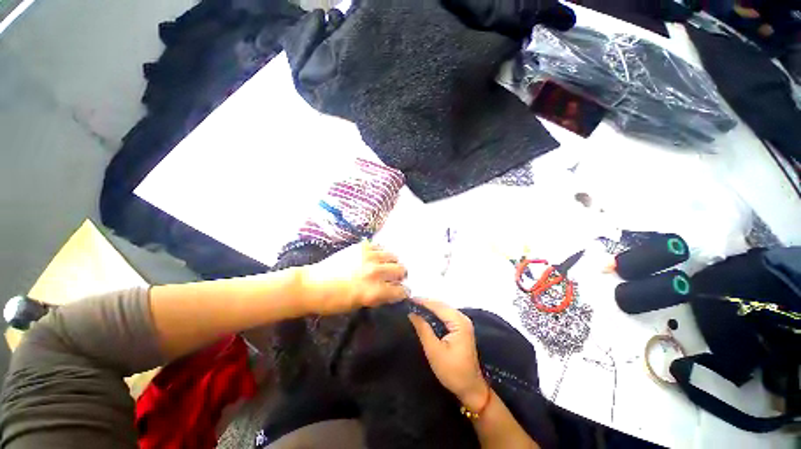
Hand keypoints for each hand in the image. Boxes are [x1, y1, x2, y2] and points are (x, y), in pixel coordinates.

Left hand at [302, 241, 407, 314]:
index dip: (403, 292)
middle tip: (395, 277)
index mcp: (374, 291)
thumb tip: (392, 292)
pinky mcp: (361, 246)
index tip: (401, 292)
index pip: (400, 290)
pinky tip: (376, 257)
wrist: (312, 285)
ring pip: (393, 256)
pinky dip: (381, 252)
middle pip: (400, 269)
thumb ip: (378, 298)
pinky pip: (380, 246)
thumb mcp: (359, 305)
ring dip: (393, 262)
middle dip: (400, 275)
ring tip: (387, 265)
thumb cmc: (334, 302)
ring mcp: (369, 256)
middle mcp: (375, 272)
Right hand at [408, 299, 489, 410]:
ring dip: (429, 307)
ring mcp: (463, 322)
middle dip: (425, 302)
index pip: (438, 306)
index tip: (408, 299)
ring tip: (414, 305)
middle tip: (408, 302)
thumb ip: (423, 329)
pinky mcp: (461, 327)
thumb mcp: (434, 351)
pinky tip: (425, 314)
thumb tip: (411, 313)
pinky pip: (445, 315)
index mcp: (459, 322)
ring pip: (443, 309)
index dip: (422, 301)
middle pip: (441, 305)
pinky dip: (434, 313)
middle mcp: (462, 318)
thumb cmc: (452, 371)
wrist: (471, 388)